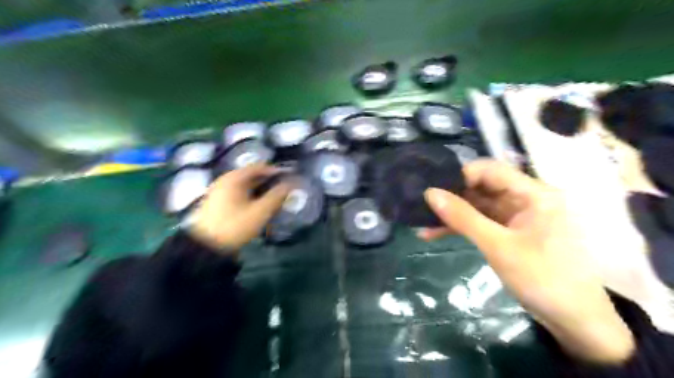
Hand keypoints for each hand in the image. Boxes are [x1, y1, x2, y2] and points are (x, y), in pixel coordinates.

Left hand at [186, 163, 289, 251]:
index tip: (290, 180)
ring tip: (274, 202)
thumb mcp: (260, 211)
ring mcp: (219, 191)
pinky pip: (239, 194)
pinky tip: (258, 208)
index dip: (277, 172)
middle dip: (269, 183)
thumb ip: (277, 195)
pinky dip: (251, 197)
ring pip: (246, 186)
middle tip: (284, 192)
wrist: (206, 247)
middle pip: (252, 176)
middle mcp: (226, 180)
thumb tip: (292, 183)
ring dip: (261, 191)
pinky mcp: (217, 202)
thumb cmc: (235, 225)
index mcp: (235, 177)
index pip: (260, 167)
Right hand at [420, 160, 635, 363]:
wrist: (576, 321)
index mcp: (533, 193)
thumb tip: (430, 193)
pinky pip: (481, 222)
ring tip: (421, 222)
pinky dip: (461, 227)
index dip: (460, 176)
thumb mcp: (498, 246)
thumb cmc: (543, 278)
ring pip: (478, 206)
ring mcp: (517, 217)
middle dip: (451, 197)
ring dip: (452, 214)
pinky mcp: (510, 233)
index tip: (434, 189)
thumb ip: (463, 218)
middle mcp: (526, 199)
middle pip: (482, 187)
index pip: (490, 170)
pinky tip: (434, 233)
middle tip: (421, 205)